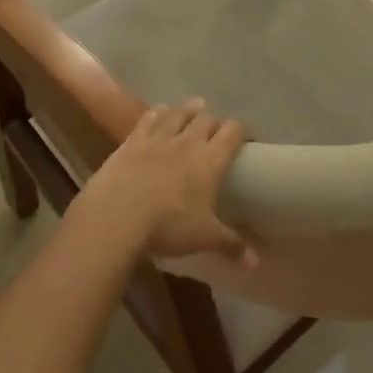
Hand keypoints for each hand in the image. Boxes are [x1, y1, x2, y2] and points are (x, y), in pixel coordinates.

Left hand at [76, 100, 254, 264]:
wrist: (116, 216)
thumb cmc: (168, 226)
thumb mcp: (204, 237)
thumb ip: (231, 245)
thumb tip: (255, 262)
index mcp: (210, 160)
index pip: (233, 132)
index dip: (243, 131)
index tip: (247, 139)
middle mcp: (187, 141)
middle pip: (207, 119)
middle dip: (215, 122)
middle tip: (217, 132)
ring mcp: (157, 137)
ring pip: (178, 113)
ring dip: (189, 110)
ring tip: (194, 109)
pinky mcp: (131, 141)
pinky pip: (149, 118)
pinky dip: (158, 113)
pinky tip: (160, 113)